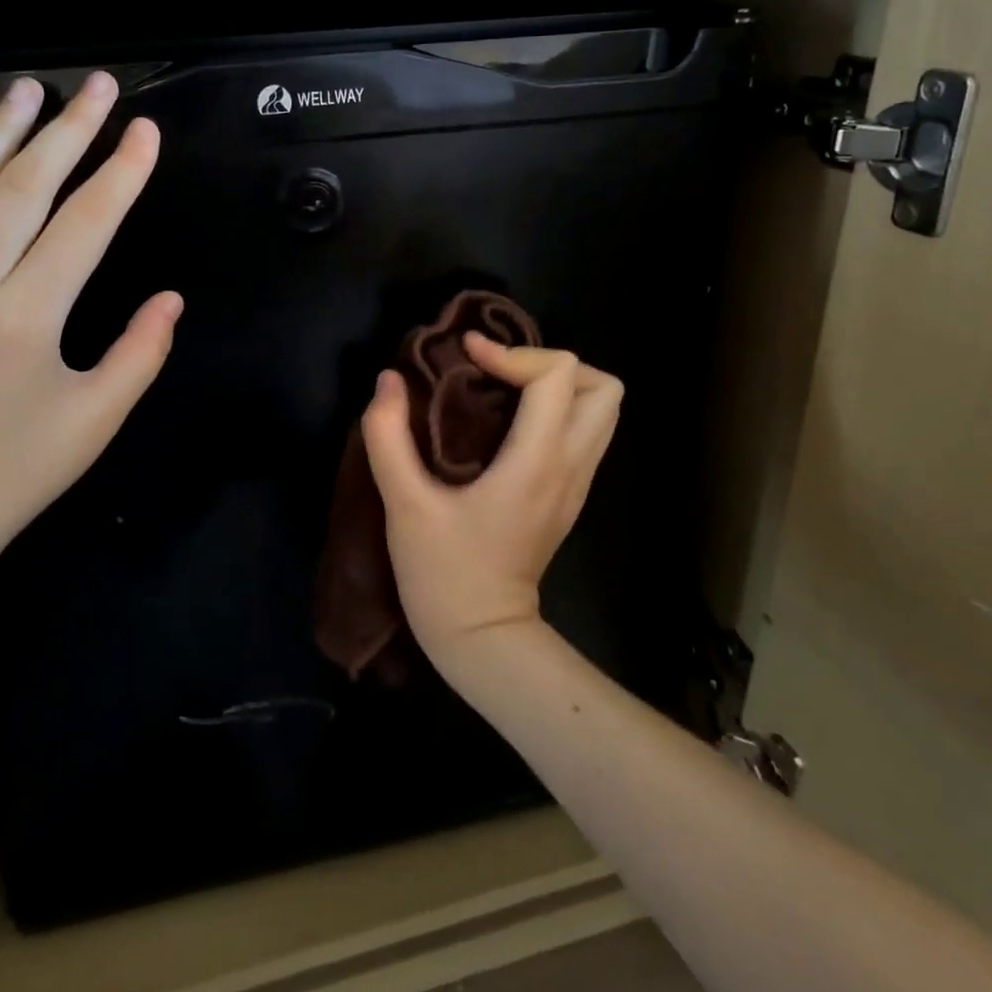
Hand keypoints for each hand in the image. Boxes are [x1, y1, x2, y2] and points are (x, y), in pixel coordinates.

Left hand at [0, 72, 181, 572]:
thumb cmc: (17, 472)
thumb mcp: (96, 420)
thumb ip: (141, 352)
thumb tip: (171, 297)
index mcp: (26, 318)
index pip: (84, 224)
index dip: (121, 173)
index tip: (145, 130)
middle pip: (23, 188)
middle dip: (67, 131)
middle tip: (98, 85)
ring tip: (28, 89)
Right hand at [360, 336, 622, 669]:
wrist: (483, 639)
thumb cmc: (443, 574)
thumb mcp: (403, 505)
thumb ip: (388, 437)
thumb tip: (389, 380)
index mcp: (535, 463)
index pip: (556, 376)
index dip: (512, 352)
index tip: (469, 354)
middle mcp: (570, 466)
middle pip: (604, 388)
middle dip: (551, 364)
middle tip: (501, 371)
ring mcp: (577, 483)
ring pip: (603, 410)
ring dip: (560, 385)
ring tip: (507, 389)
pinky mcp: (570, 495)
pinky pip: (586, 432)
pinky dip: (558, 410)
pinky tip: (510, 422)